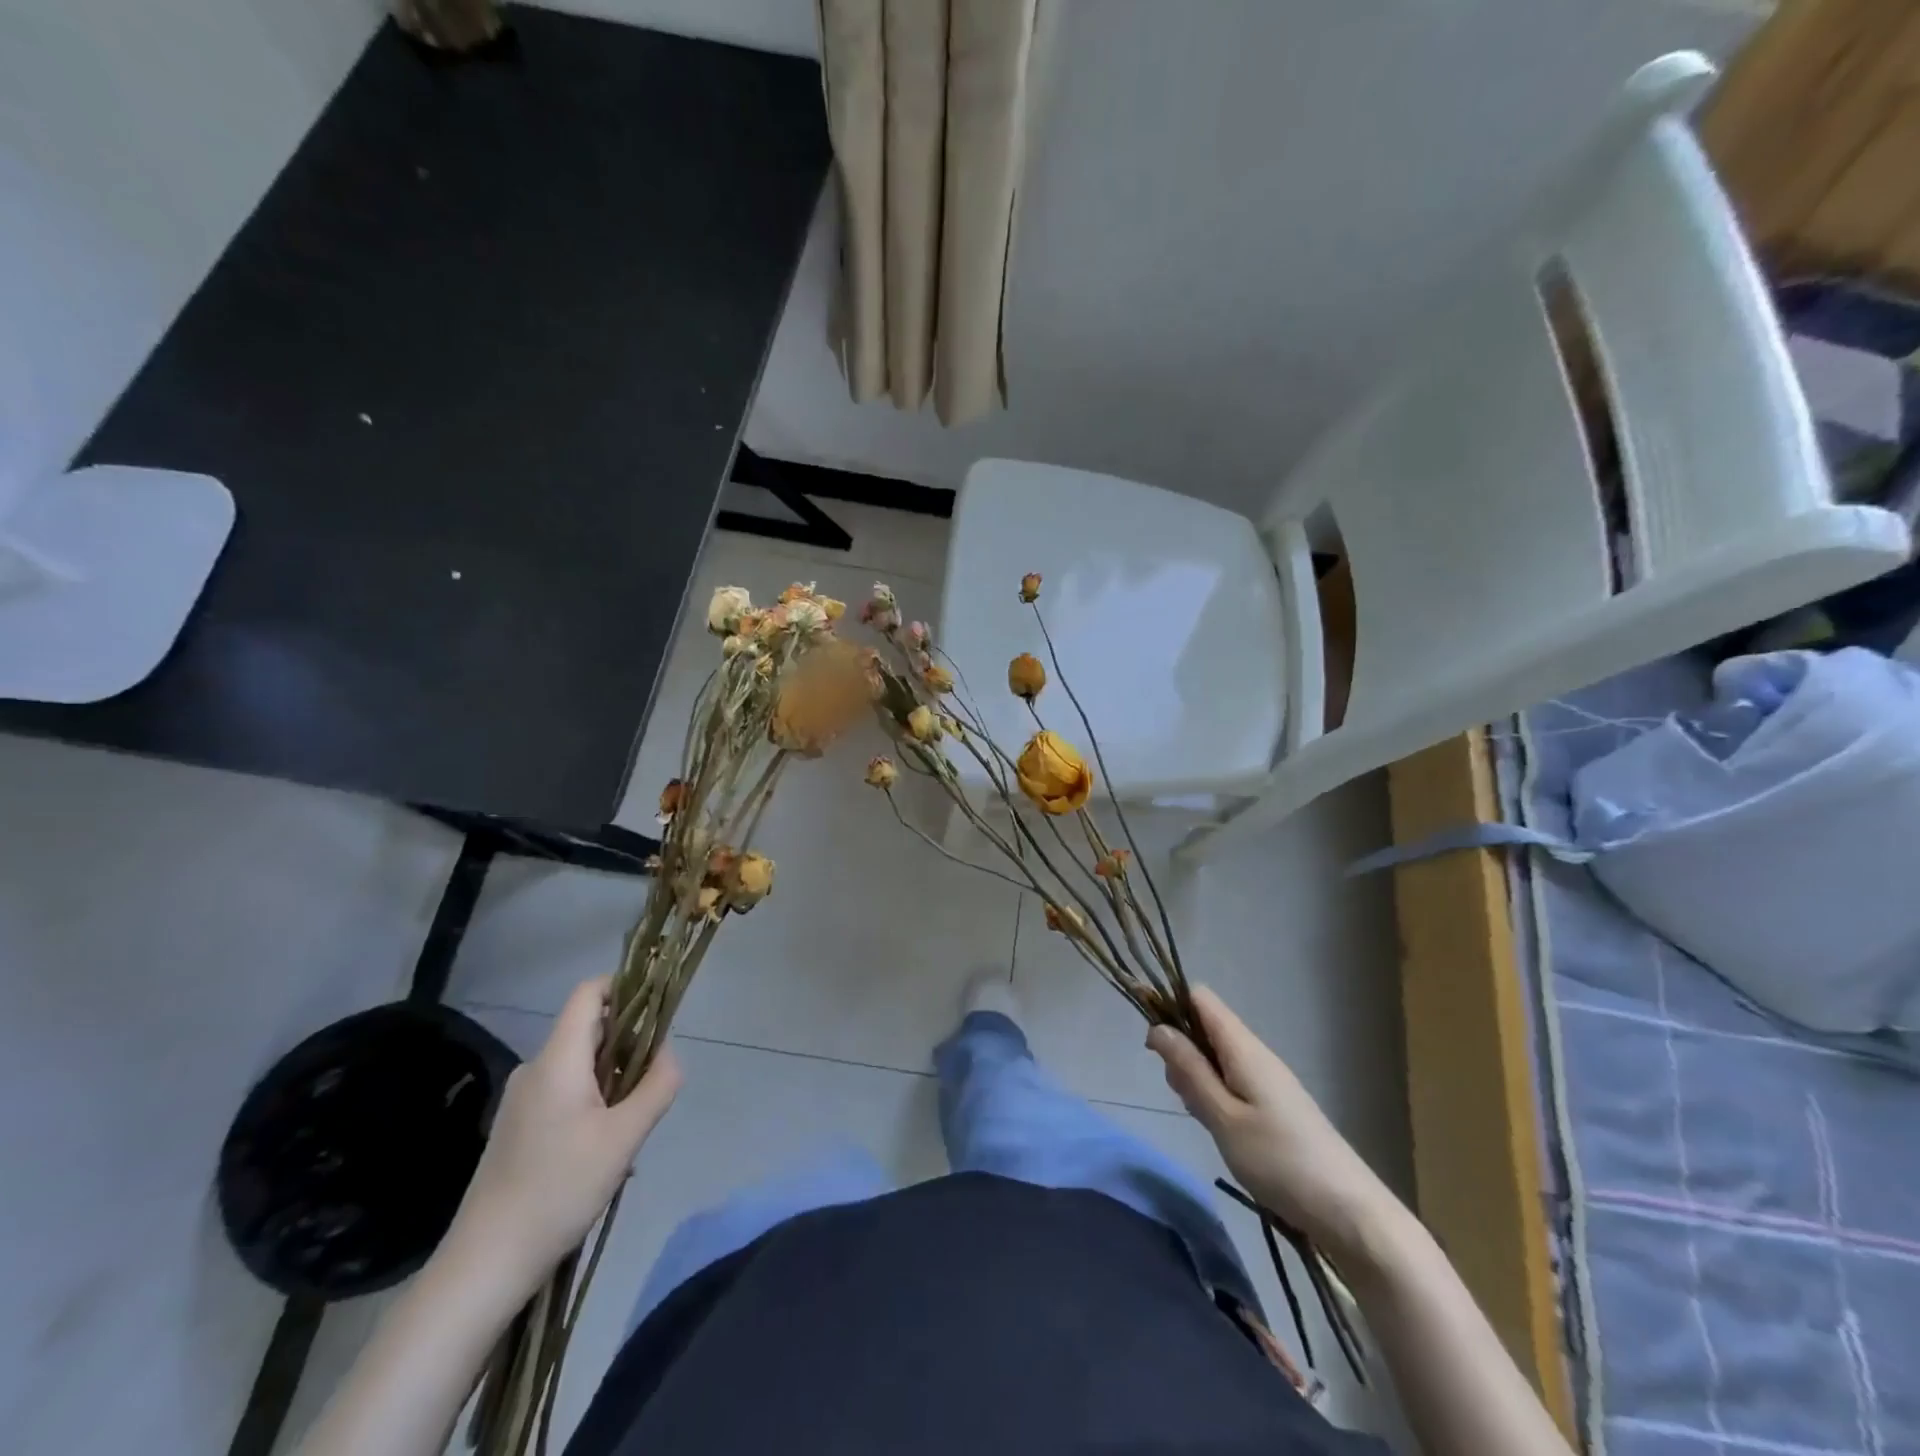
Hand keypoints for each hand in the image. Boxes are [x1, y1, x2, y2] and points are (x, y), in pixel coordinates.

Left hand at [442, 978, 681, 1297]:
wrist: (483, 1264)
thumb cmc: (558, 1190)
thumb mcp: (624, 1137)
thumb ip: (657, 1085)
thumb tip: (669, 1054)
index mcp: (557, 1059)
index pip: (589, 993)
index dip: (625, 988)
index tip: (656, 1014)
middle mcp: (536, 1068)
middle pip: (590, 1030)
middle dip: (628, 1047)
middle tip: (650, 1088)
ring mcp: (521, 1100)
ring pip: (581, 1066)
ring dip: (613, 1082)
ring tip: (628, 1131)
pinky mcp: (517, 1127)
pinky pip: (565, 1094)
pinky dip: (593, 1105)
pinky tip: (602, 1152)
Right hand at [1147, 986, 1394, 1261]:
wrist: (1352, 1213)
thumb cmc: (1280, 1161)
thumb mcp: (1223, 1117)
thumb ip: (1189, 1070)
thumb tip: (1157, 1028)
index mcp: (1243, 1048)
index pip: (1200, 998)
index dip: (1171, 1007)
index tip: (1153, 1045)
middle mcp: (1256, 1054)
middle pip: (1205, 1027)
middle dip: (1181, 1052)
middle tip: (1183, 1096)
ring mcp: (1269, 1080)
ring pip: (1217, 1058)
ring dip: (1198, 1078)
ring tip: (1203, 1119)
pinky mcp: (1276, 1105)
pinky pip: (1233, 1082)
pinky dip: (1216, 1096)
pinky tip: (1220, 1129)